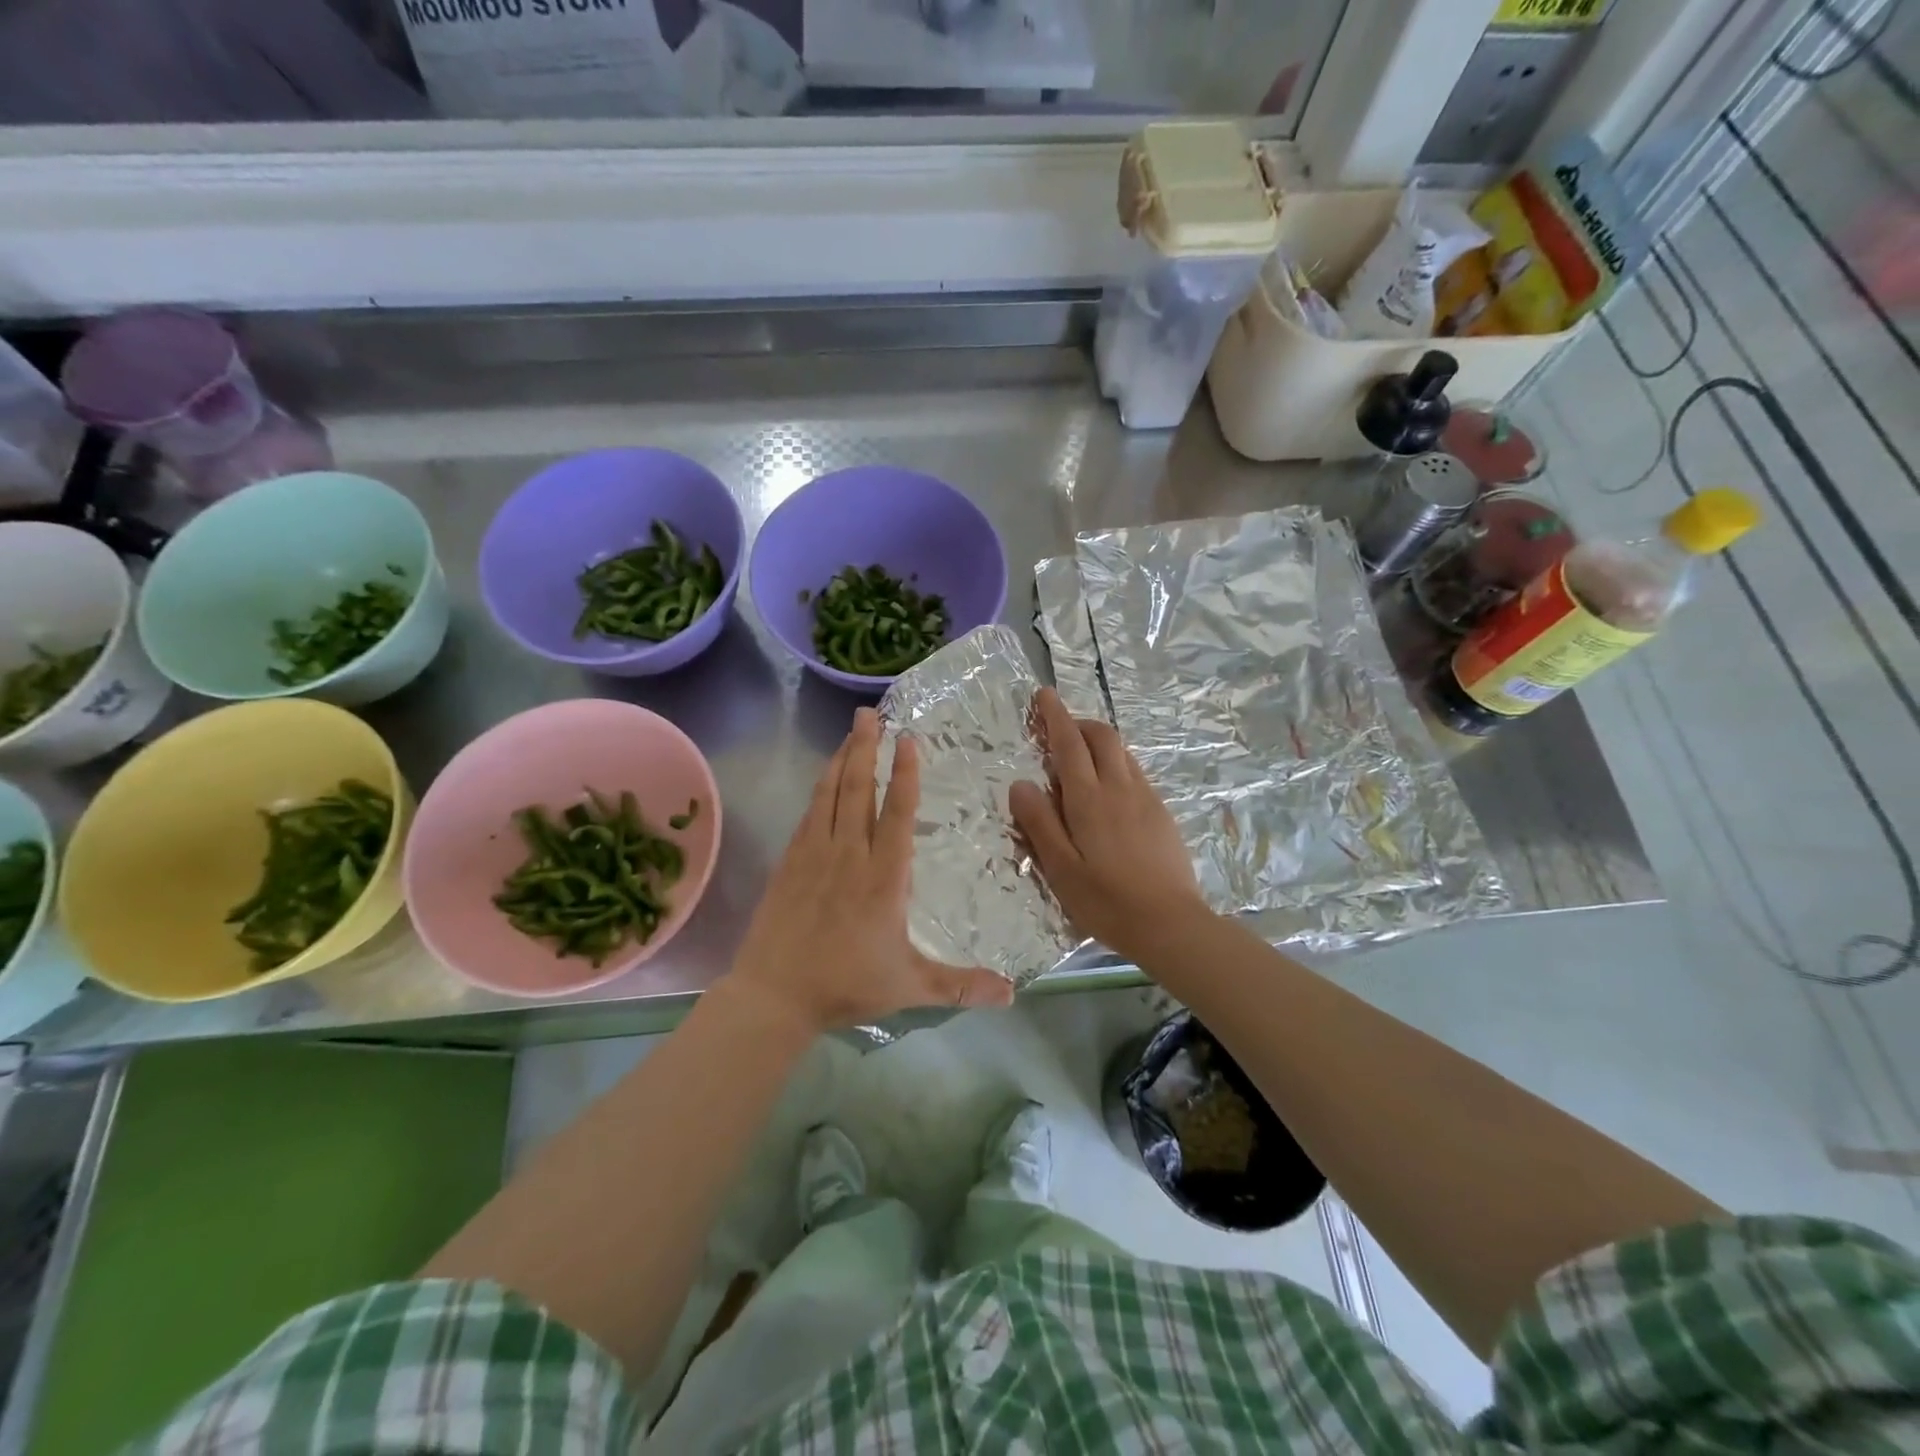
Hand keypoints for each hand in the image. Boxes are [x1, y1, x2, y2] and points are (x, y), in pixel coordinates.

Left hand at [722, 708, 1013, 1034]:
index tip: (907, 740)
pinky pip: (809, 813)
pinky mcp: (790, 862)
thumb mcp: (910, 987)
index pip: (896, 813)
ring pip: (830, 794)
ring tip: (851, 730)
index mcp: (883, 877)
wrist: (774, 995)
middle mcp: (849, 855)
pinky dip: (819, 788)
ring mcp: (814, 855)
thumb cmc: (846, 986)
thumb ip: (962, 985)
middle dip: (866, 748)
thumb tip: (1013, 994)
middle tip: (870, 713)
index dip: (903, 774)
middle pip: (858, 790)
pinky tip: (824, 777)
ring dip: (842, 759)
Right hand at [1009, 688, 1209, 961]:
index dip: (1055, 716)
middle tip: (1058, 732)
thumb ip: (1039, 823)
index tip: (1044, 694)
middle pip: (1102, 736)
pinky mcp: (1162, 814)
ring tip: (1080, 760)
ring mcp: (1146, 798)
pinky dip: (1116, 765)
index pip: (1069, 744)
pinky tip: (1109, 792)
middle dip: (1079, 723)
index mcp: (1089, 799)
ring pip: (1122, 753)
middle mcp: (1119, 788)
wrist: (1170, 923)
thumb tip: (1020, 783)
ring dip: (1099, 743)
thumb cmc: (1106, 901)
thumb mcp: (1060, 868)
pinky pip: (1136, 773)